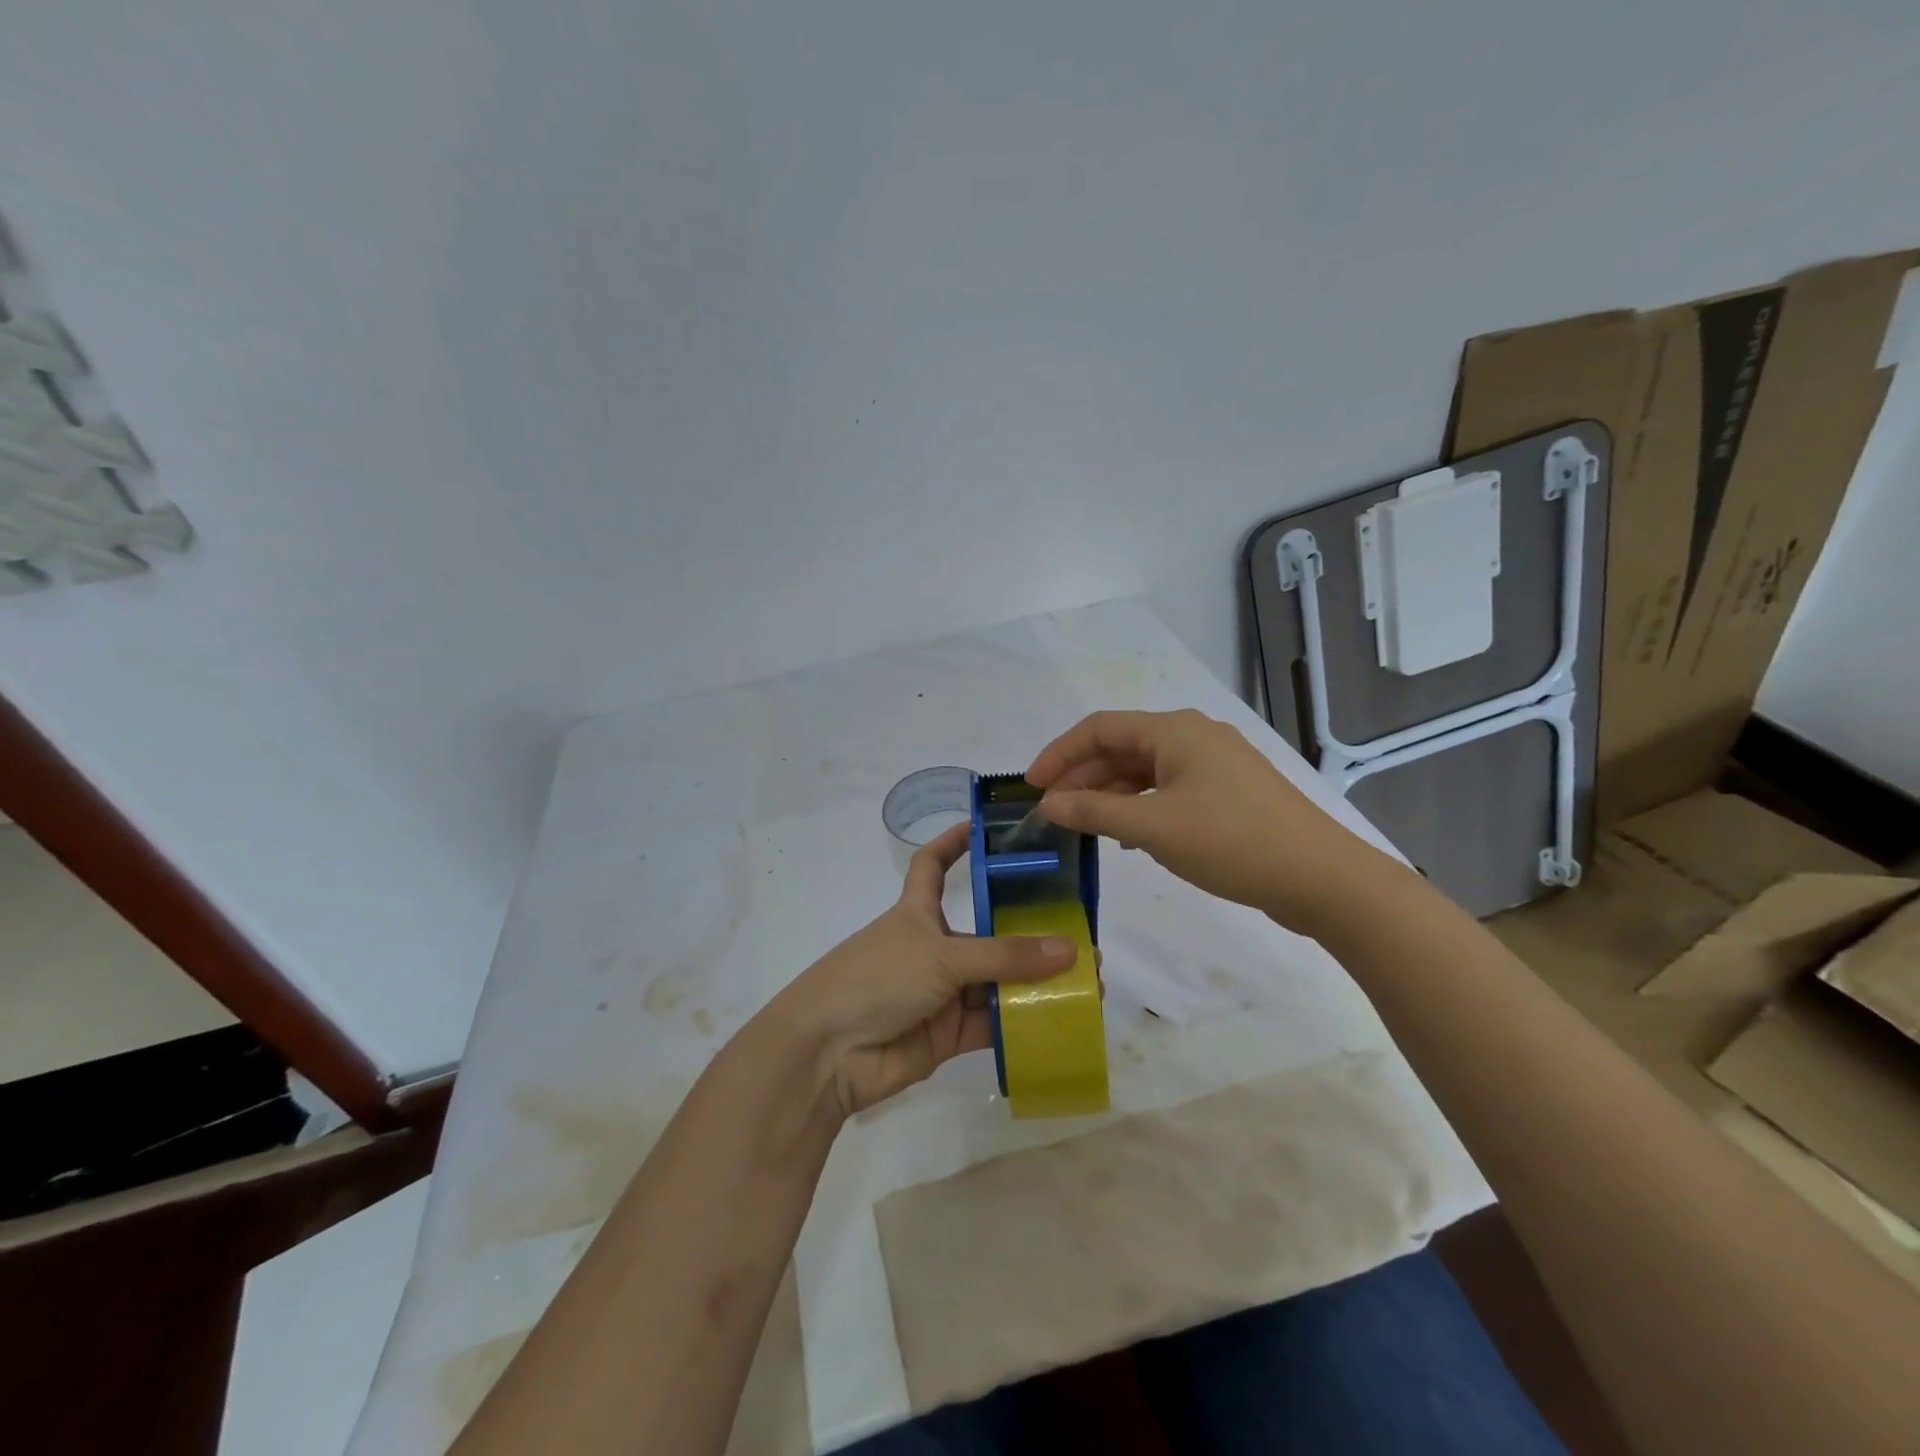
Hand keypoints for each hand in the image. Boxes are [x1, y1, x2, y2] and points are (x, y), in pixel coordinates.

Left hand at [773, 823, 1075, 1117]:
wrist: (827, 1054)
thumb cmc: (875, 979)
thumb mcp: (940, 955)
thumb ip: (1005, 956)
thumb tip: (1071, 950)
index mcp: (917, 912)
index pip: (933, 865)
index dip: (954, 843)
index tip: (986, 827)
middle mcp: (933, 948)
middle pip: (986, 932)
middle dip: (1030, 933)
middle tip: (1082, 935)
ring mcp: (942, 993)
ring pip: (997, 981)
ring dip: (1038, 982)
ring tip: (1090, 982)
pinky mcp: (949, 1035)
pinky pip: (994, 1023)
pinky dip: (1025, 1022)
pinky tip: (1065, 1018)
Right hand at [1026, 709, 1396, 935]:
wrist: (1321, 878)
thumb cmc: (1231, 842)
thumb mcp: (1153, 828)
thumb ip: (1094, 812)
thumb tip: (1048, 803)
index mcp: (1175, 730)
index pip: (1100, 728)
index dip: (1059, 753)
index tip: (1031, 786)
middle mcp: (1193, 736)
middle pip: (1121, 747)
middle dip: (1082, 776)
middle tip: (1050, 810)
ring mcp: (1214, 764)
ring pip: (1144, 769)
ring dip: (1109, 793)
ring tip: (1080, 825)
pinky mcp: (1227, 792)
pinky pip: (1167, 787)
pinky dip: (1139, 805)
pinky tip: (1126, 834)